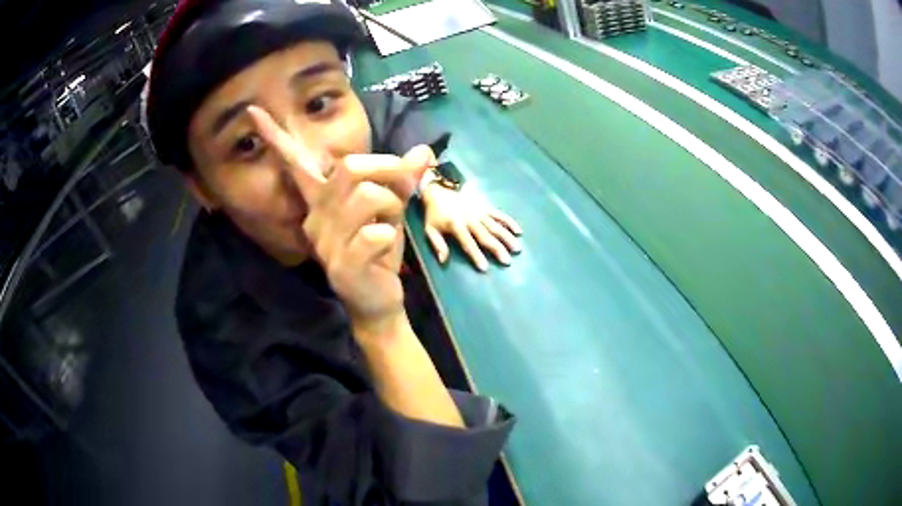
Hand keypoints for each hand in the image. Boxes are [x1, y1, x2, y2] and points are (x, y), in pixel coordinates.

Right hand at [248, 106, 430, 332]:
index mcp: (321, 200)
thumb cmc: (378, 249)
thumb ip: (401, 178)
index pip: (294, 163)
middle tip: (405, 186)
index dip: (275, 136)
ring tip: (391, 223)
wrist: (378, 300)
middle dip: (388, 170)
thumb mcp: (391, 208)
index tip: (252, 110)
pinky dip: (390, 235)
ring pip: (365, 196)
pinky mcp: (342, 266)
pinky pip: (374, 233)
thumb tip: (424, 149)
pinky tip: (384, 248)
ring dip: (392, 206)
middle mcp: (315, 217)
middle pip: (349, 168)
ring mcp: (326, 243)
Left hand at [422, 182, 521, 271]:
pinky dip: (509, 222)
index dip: (476, 256)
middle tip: (507, 261)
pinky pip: (499, 215)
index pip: (468, 243)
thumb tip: (443, 261)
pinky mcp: (485, 207)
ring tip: (517, 249)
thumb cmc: (434, 214)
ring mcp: (479, 212)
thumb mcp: (430, 229)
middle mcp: (470, 219)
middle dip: (497, 249)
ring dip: (507, 238)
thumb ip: (438, 245)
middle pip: (486, 236)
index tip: (485, 268)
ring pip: (496, 226)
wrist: (439, 190)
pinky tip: (519, 231)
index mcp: (456, 225)